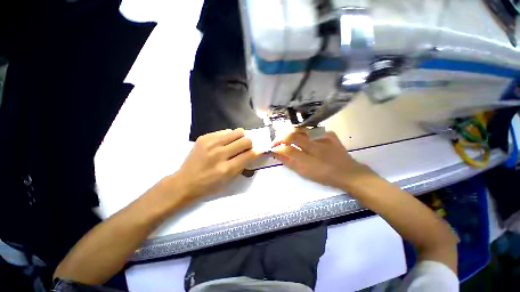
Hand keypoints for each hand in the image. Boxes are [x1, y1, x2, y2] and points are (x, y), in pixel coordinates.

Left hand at [174, 128, 257, 199]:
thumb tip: (254, 152)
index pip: (249, 155)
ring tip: (235, 145)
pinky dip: (228, 137)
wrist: (184, 182)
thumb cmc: (209, 186)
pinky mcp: (204, 137)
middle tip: (244, 149)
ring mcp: (210, 143)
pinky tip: (223, 144)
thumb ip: (243, 165)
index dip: (256, 152)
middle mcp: (219, 154)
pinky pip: (225, 131)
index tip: (258, 151)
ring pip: (237, 131)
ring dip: (240, 138)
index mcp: (226, 169)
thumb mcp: (229, 180)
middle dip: (249, 144)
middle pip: (245, 140)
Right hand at [272, 130, 376, 191]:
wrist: (348, 173)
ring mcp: (324, 137)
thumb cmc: (324, 175)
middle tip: (278, 142)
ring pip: (302, 130)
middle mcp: (316, 143)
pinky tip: (304, 138)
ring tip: (288, 139)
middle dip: (282, 137)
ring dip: (292, 133)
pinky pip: (313, 130)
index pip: (287, 146)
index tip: (272, 148)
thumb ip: (290, 162)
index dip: (277, 146)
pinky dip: (305, 133)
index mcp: (309, 156)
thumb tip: (277, 153)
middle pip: (293, 134)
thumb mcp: (305, 172)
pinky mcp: (329, 134)